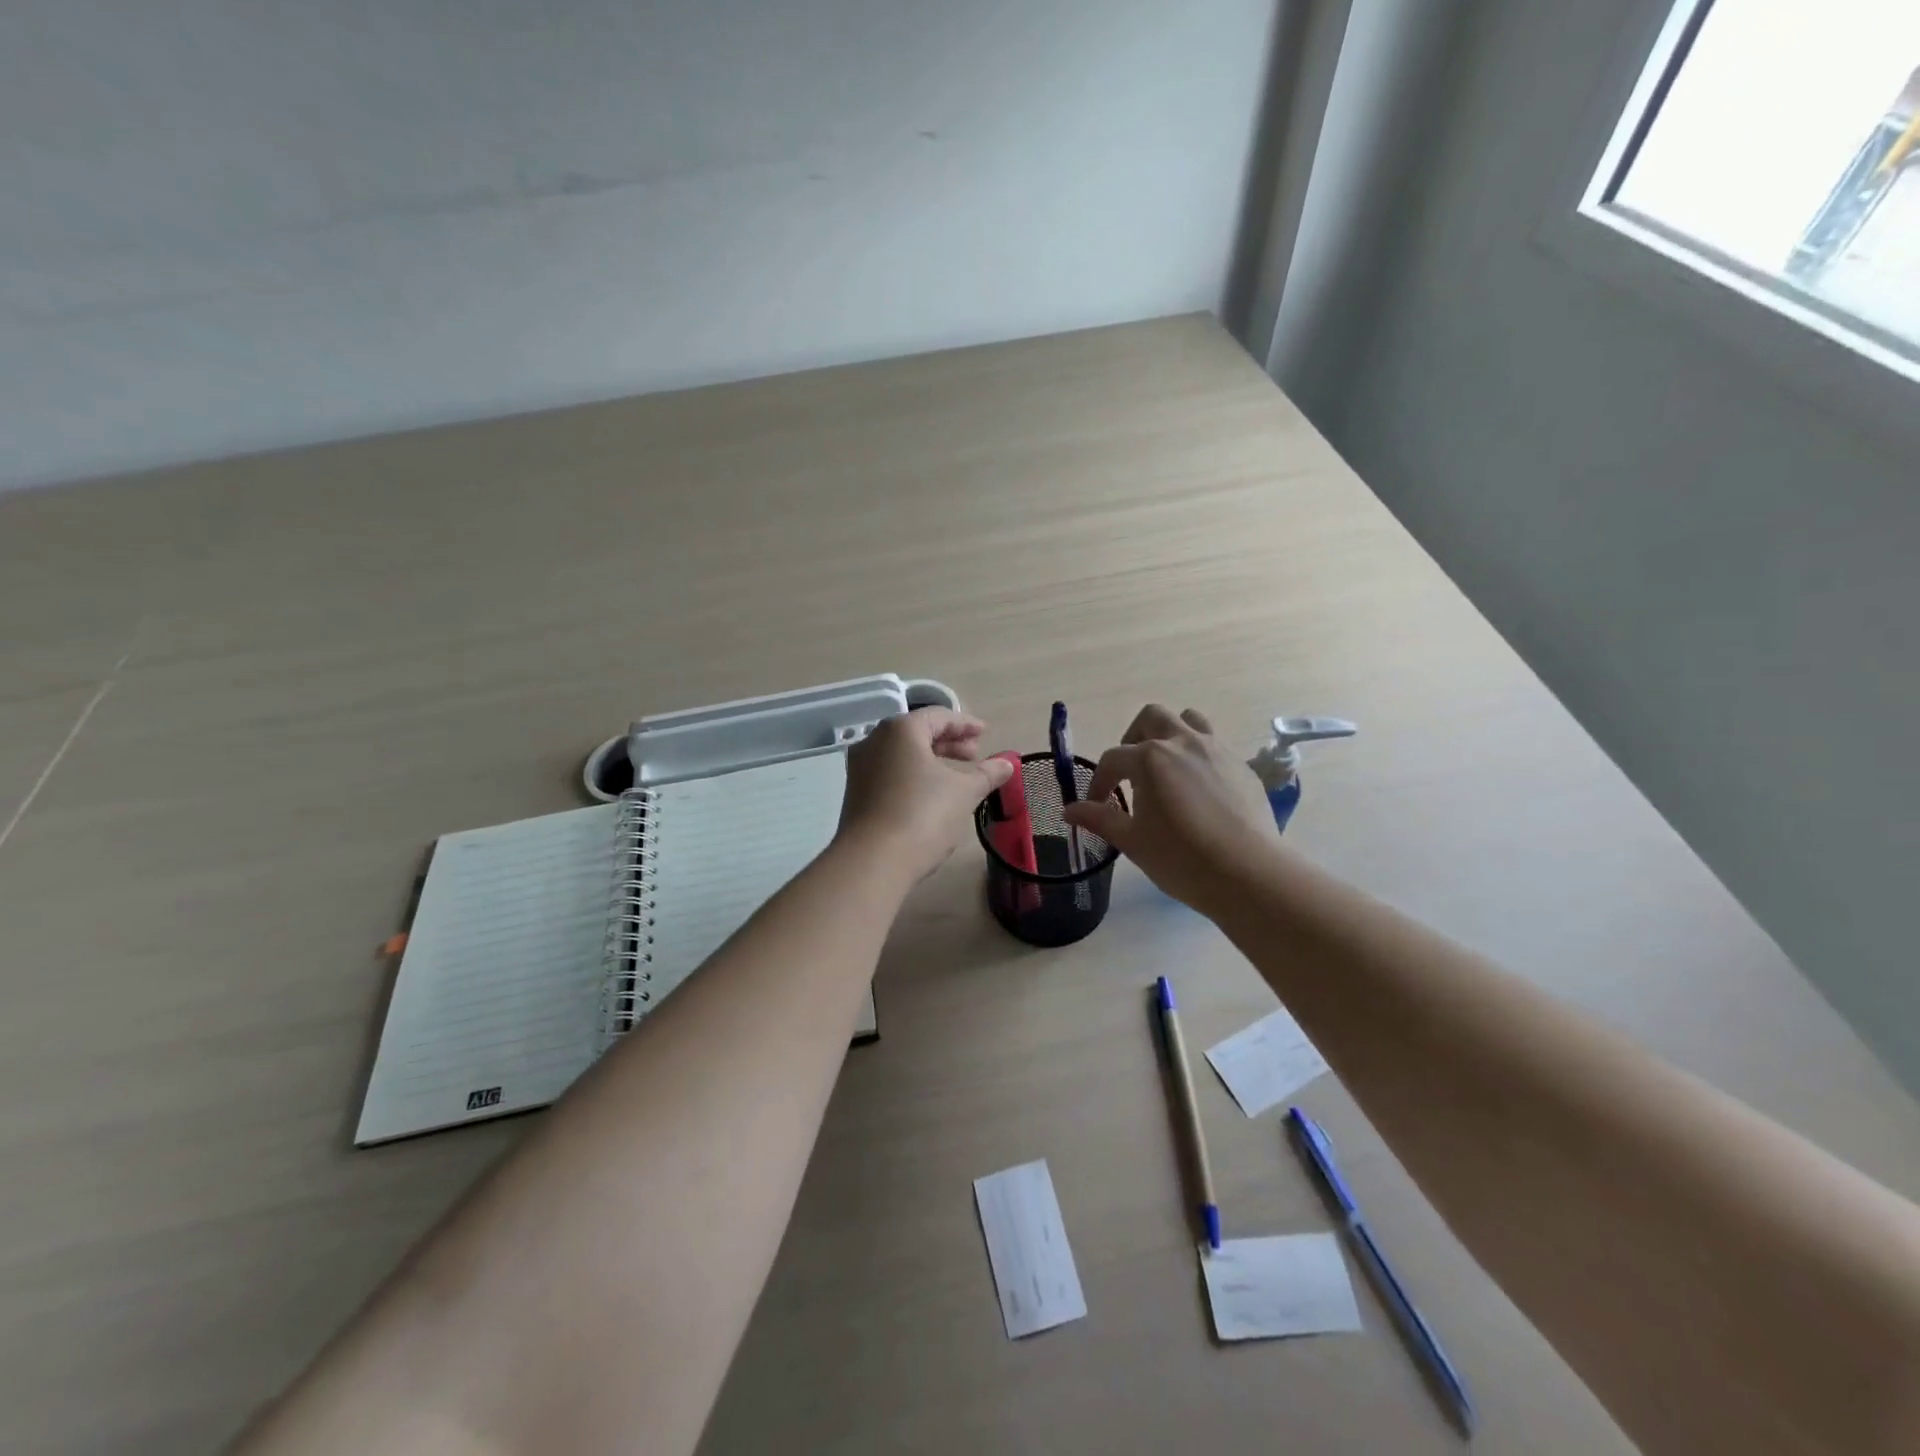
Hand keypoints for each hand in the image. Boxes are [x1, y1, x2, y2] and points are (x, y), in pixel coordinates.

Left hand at [837, 708, 1014, 882]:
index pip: (938, 716)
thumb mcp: (964, 792)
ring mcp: (861, 768)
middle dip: (949, 742)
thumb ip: (987, 773)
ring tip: (957, 776)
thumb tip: (1008, 762)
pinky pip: (891, 772)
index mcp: (900, 730)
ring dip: (932, 760)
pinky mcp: (856, 794)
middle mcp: (875, 741)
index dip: (965, 724)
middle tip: (975, 755)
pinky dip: (914, 775)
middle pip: (917, 732)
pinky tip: (931, 795)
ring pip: (902, 754)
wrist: (873, 862)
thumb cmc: (923, 815)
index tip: (985, 733)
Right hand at [1062, 704, 1282, 916]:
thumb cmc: (1180, 858)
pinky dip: (1199, 757)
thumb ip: (1099, 818)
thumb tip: (1069, 810)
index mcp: (1150, 758)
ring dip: (1171, 735)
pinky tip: (1199, 790)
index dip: (1100, 781)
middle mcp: (1183, 743)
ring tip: (1167, 767)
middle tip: (1131, 771)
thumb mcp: (1132, 841)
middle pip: (1152, 717)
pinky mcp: (1242, 766)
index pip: (1113, 759)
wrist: (1247, 873)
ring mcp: (1217, 751)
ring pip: (1189, 721)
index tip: (1097, 804)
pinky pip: (1215, 746)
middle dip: (1134, 738)